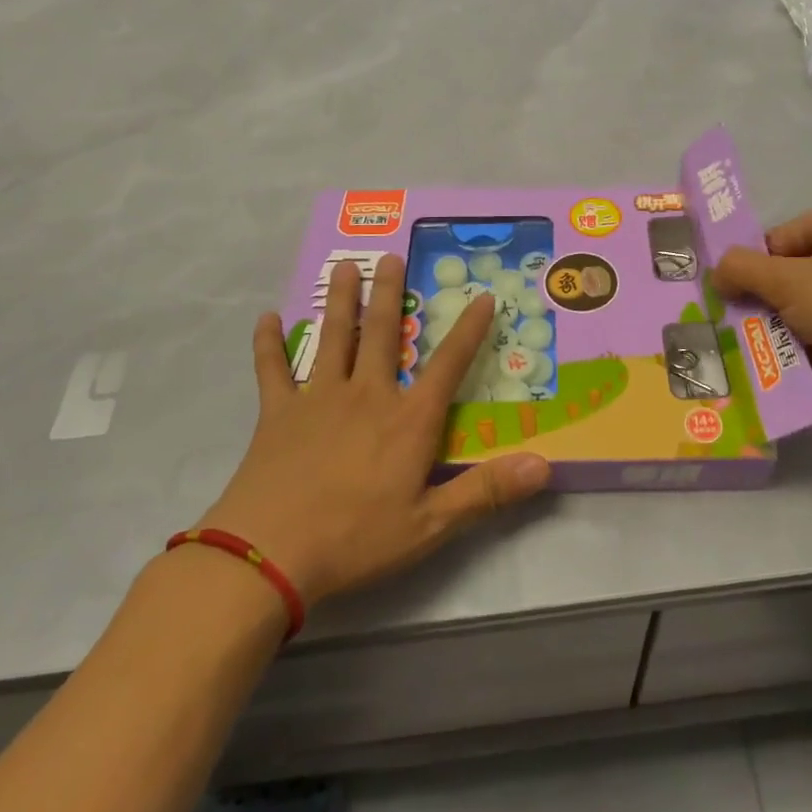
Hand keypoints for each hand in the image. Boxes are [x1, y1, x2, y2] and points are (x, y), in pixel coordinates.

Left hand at [197, 257, 551, 607]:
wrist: (268, 555)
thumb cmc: (356, 539)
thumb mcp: (431, 525)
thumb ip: (486, 492)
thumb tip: (543, 466)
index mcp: (408, 420)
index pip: (448, 365)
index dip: (469, 330)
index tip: (482, 297)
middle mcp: (367, 395)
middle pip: (383, 333)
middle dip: (390, 292)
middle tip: (392, 256)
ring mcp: (318, 398)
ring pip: (334, 336)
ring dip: (340, 300)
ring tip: (344, 266)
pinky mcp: (277, 413)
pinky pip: (272, 369)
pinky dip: (269, 343)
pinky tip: (267, 319)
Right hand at [714, 210, 811, 437]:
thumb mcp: (786, 280)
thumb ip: (741, 269)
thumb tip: (715, 272)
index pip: (785, 233)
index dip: (756, 257)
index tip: (733, 286)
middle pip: (795, 271)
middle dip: (765, 296)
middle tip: (736, 318)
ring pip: (808, 307)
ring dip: (781, 326)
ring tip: (755, 346)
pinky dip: (806, 349)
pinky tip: (784, 366)